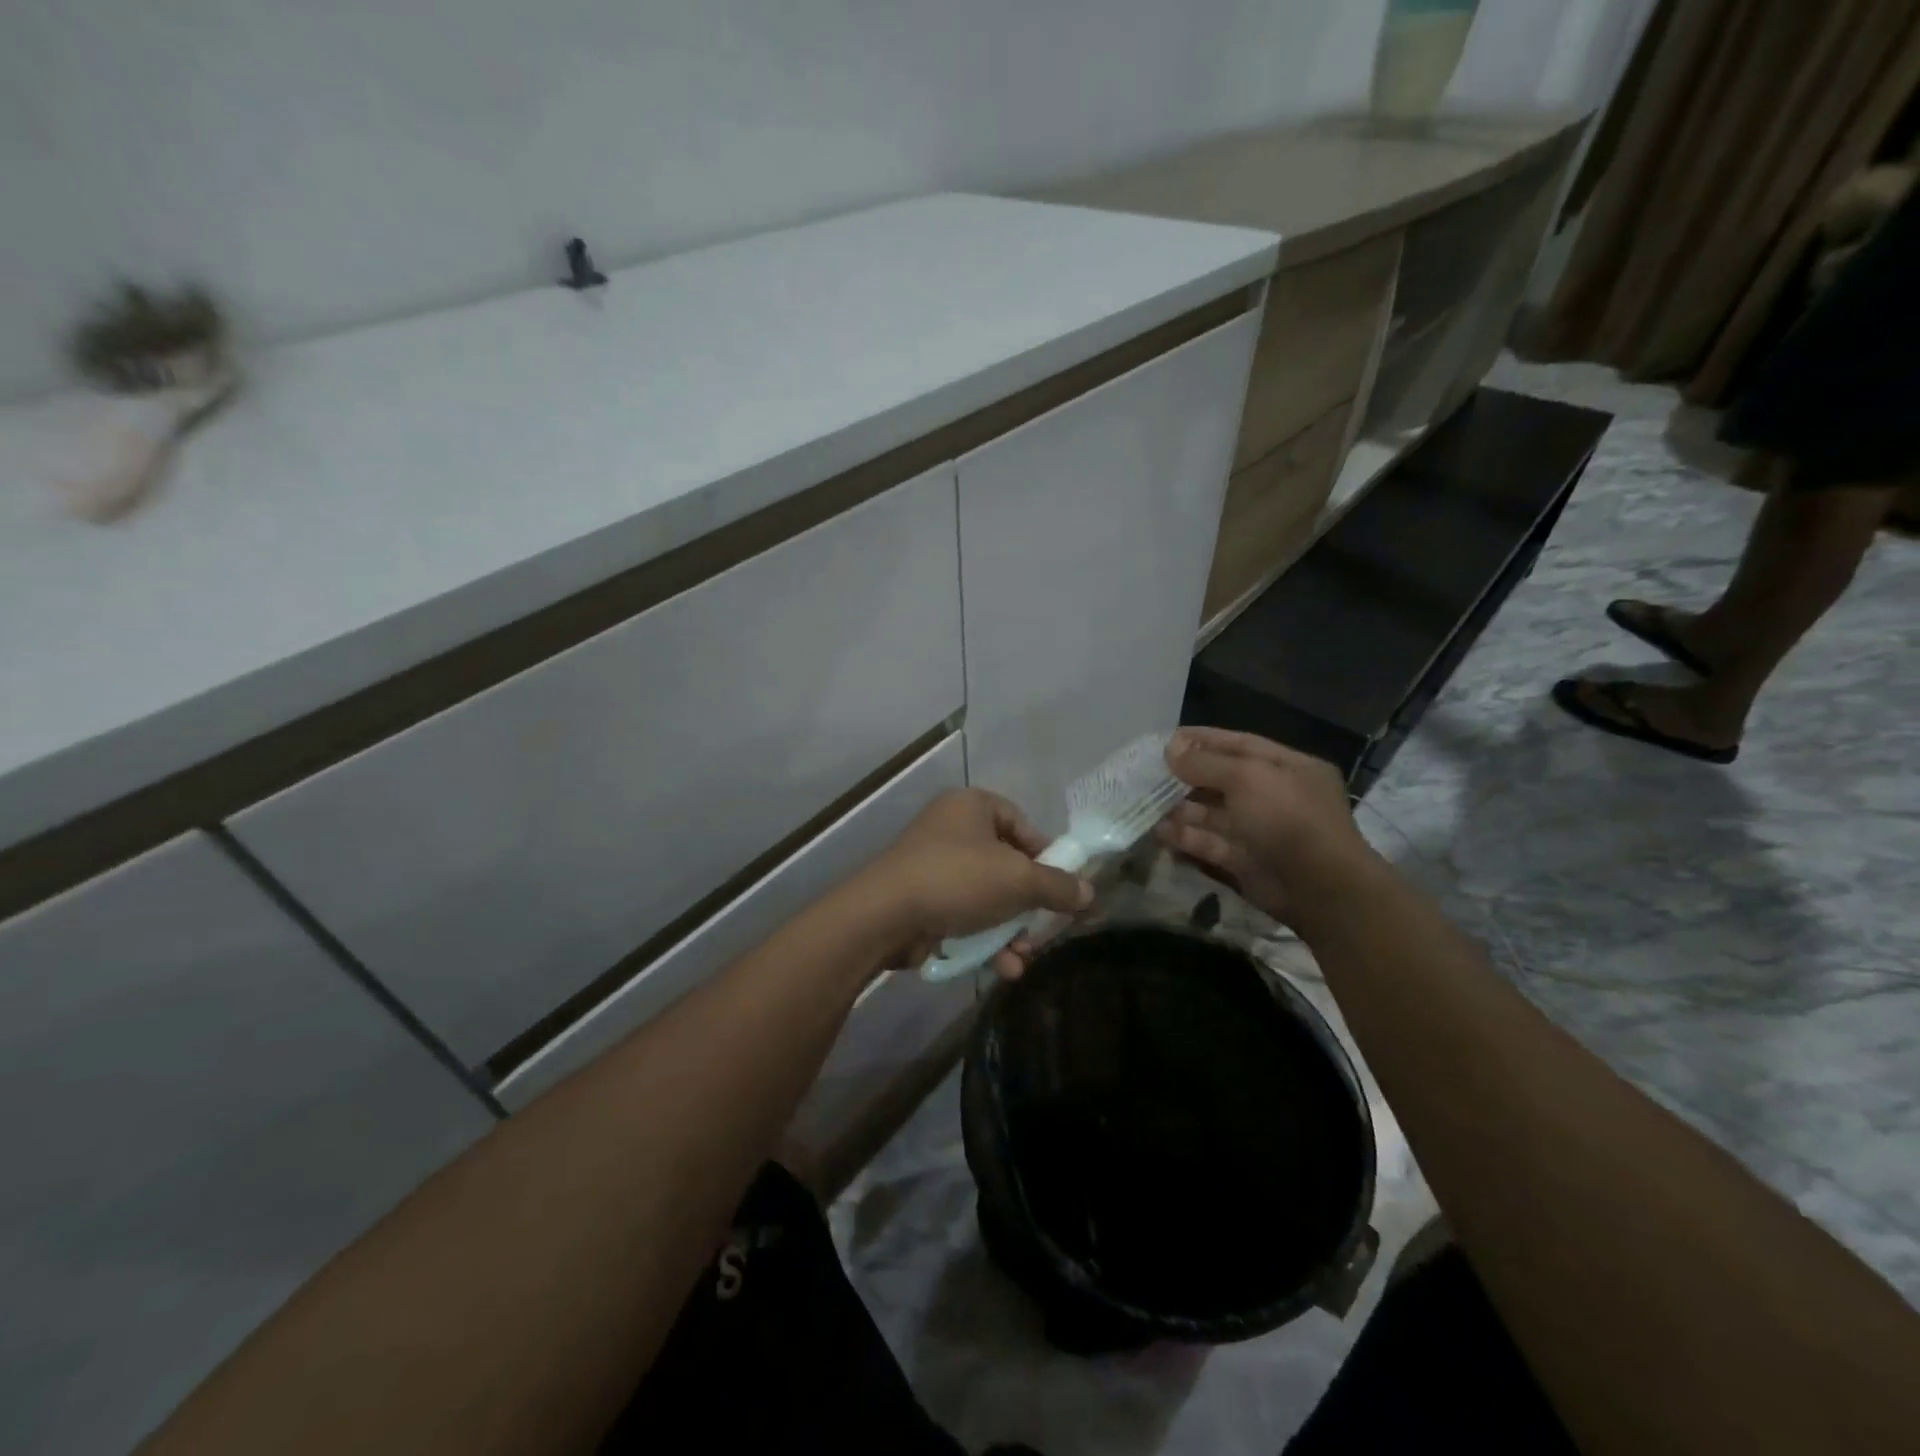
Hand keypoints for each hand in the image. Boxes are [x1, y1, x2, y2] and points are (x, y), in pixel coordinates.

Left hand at [864, 789, 1092, 977]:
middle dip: (1029, 905)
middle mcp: (951, 829)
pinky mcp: (922, 900)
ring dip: (1010, 930)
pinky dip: (984, 940)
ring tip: (1022, 957)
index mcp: (972, 806)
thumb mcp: (1019, 880)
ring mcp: (933, 866)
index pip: (1022, 824)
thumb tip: (1090, 894)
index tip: (1063, 887)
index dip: (1047, 855)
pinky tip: (1002, 968)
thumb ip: (1058, 886)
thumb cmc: (958, 879)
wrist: (885, 915)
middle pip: (1007, 866)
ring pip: (988, 896)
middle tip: (1045, 929)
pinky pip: (964, 915)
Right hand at [1155, 728, 1371, 923]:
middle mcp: (1276, 796)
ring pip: (1214, 814)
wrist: (1319, 888)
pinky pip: (1211, 844)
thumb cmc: (1287, 817)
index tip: (1168, 739)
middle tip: (1149, 773)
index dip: (1205, 740)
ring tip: (1146, 803)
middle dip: (1187, 776)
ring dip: (1181, 809)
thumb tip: (1171, 749)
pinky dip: (1186, 838)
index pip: (1241, 745)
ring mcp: (1260, 831)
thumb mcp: (1248, 777)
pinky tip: (1159, 832)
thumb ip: (1206, 763)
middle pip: (1224, 780)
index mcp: (1289, 768)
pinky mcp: (1246, 861)